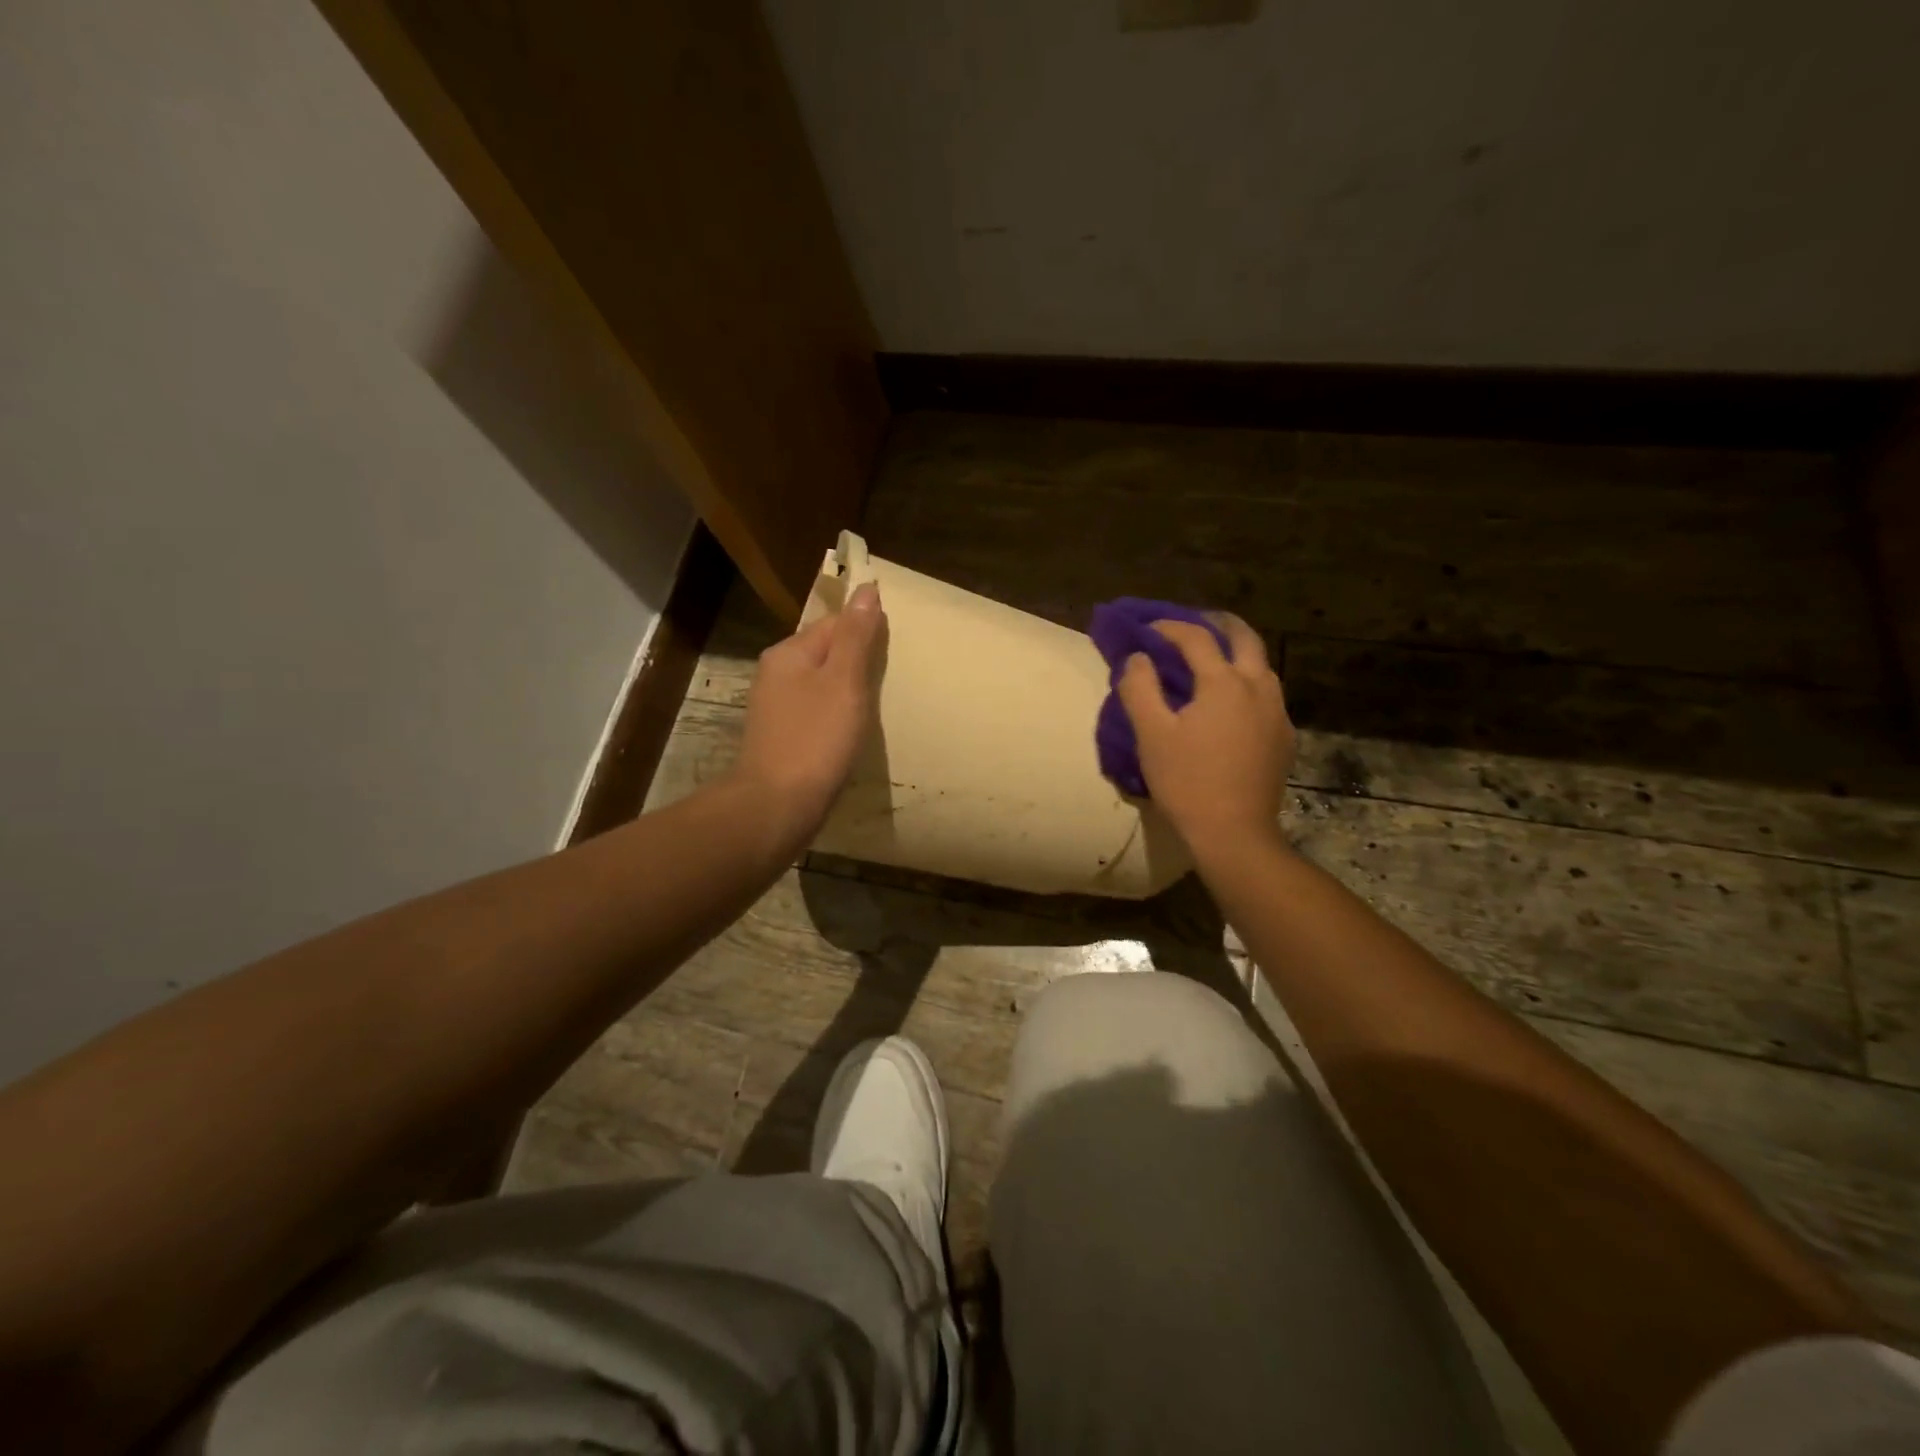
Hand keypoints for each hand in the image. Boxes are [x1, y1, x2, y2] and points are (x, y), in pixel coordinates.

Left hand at [732, 582, 885, 836]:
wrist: (776, 806)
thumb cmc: (815, 739)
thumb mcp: (844, 682)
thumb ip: (856, 636)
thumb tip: (866, 588)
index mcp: (789, 652)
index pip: (834, 623)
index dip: (865, 631)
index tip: (894, 652)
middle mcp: (776, 673)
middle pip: (826, 652)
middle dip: (857, 662)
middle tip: (890, 681)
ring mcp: (775, 708)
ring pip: (821, 684)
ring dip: (848, 691)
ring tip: (876, 707)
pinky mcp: (781, 737)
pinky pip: (815, 713)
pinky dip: (836, 716)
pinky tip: (850, 733)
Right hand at [1116, 614, 1294, 853]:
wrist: (1234, 833)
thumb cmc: (1187, 781)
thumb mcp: (1151, 734)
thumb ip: (1139, 688)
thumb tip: (1137, 659)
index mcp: (1224, 682)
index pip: (1196, 638)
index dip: (1169, 627)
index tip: (1147, 629)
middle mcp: (1259, 687)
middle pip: (1244, 638)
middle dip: (1218, 624)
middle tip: (1194, 624)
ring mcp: (1277, 712)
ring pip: (1262, 665)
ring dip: (1237, 652)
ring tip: (1212, 659)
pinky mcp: (1284, 736)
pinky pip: (1267, 693)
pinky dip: (1247, 681)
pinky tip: (1231, 701)